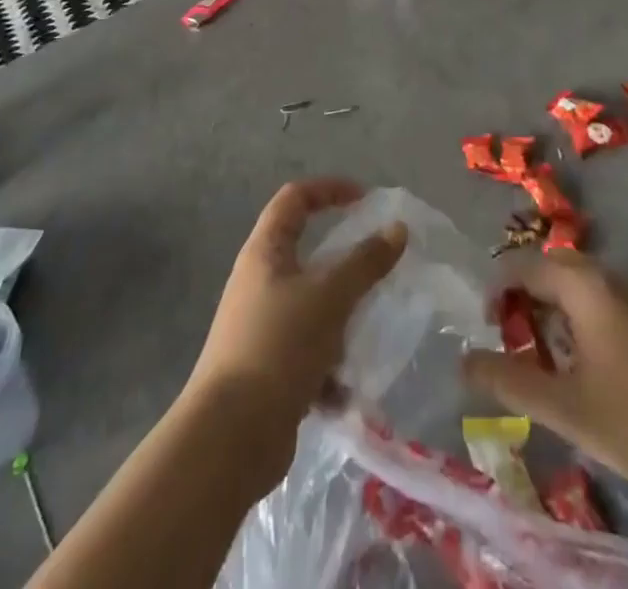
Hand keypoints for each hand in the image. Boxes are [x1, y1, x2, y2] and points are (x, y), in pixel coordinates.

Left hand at [183, 180, 406, 491]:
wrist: (229, 439)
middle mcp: (258, 282)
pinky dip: (328, 366)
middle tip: (377, 267)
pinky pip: (306, 352)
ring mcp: (260, 327)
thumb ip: (366, 262)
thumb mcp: (330, 297)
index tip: (365, 200)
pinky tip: (345, 390)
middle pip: (305, 252)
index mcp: (265, 252)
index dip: (329, 189)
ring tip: (367, 331)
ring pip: (310, 305)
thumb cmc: (278, 347)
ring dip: (340, 317)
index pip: (295, 198)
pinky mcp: (266, 369)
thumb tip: (397, 229)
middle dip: (343, 261)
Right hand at [463, 252, 627, 506]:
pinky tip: (580, 365)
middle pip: (548, 270)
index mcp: (584, 285)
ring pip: (574, 286)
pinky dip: (574, 319)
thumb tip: (463, 360)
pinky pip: (597, 299)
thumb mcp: (567, 408)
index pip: (522, 266)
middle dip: (522, 300)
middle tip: (508, 344)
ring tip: (539, 359)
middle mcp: (606, 275)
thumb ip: (510, 381)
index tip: (486, 332)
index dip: (496, 293)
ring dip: (548, 311)